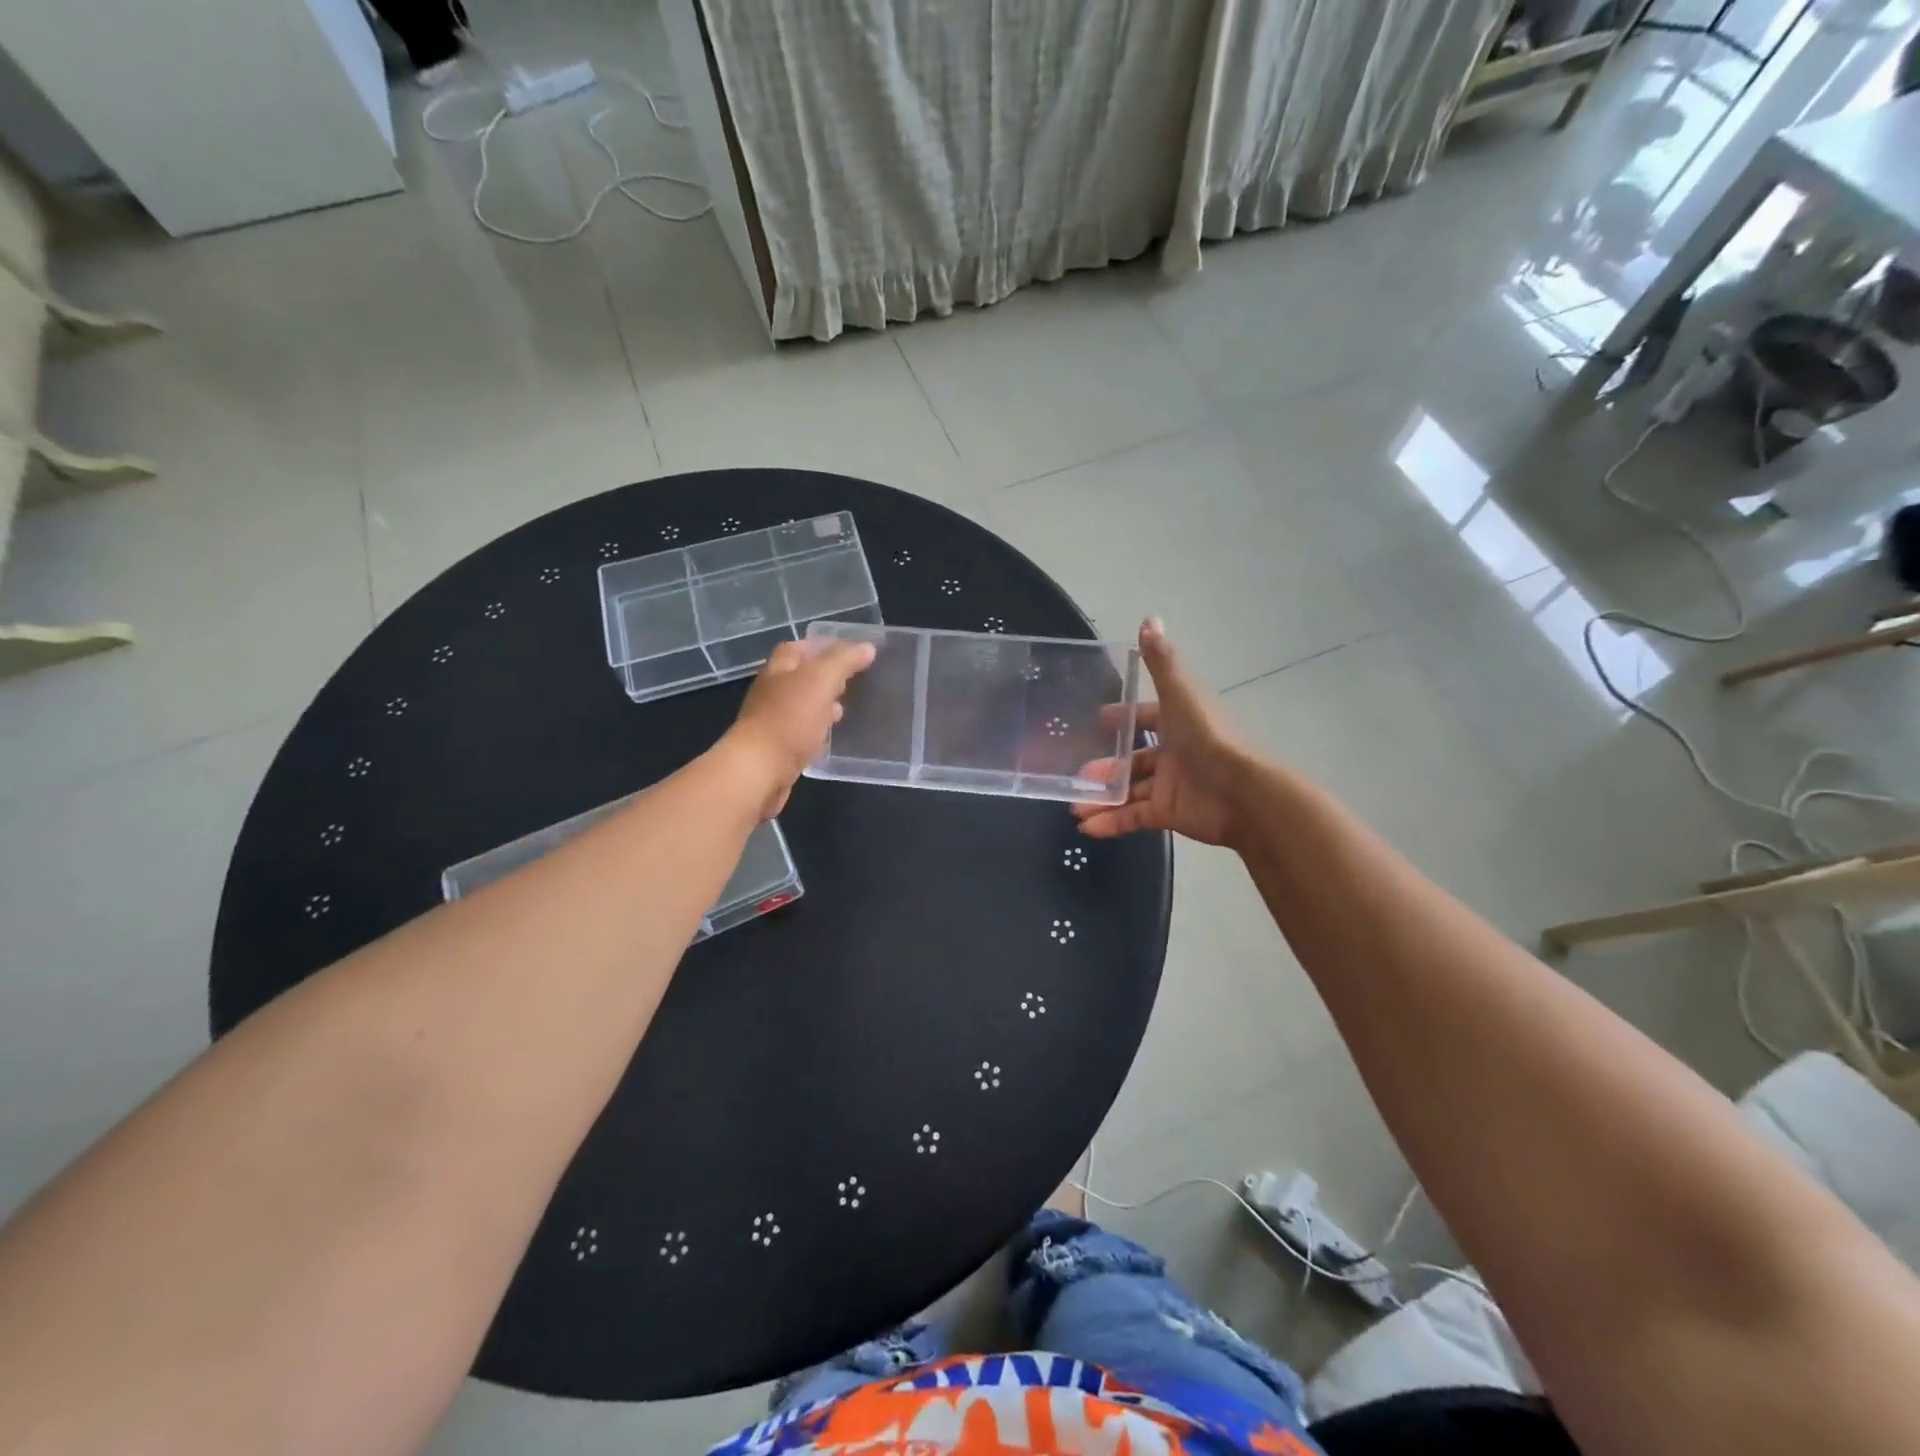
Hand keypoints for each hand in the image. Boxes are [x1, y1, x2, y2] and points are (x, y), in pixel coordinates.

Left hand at [719, 637, 875, 818]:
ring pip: (802, 707)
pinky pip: (802, 734)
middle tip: (854, 680)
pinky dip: (818, 732)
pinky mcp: (779, 749)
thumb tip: (867, 647)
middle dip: (826, 677)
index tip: (851, 652)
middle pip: (800, 677)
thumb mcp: (820, 681)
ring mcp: (774, 722)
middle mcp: (773, 692)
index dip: (823, 646)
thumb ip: (843, 662)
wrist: (759, 772)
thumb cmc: (788, 719)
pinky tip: (832, 737)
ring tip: (847, 708)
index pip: (798, 648)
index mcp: (779, 669)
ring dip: (823, 705)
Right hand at [1073, 619, 1250, 848]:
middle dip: (1103, 768)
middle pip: (1132, 760)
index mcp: (1178, 723)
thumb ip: (1162, 662)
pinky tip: (1088, 827)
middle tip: (1075, 776)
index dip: (1122, 718)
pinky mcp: (1170, 813)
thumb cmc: (1209, 738)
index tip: (1096, 721)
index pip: (1147, 717)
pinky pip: (1135, 817)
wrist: (1243, 793)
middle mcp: (1174, 753)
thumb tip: (1148, 618)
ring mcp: (1172, 786)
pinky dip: (1112, 823)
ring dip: (1101, 799)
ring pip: (1129, 791)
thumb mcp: (1181, 695)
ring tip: (1074, 807)